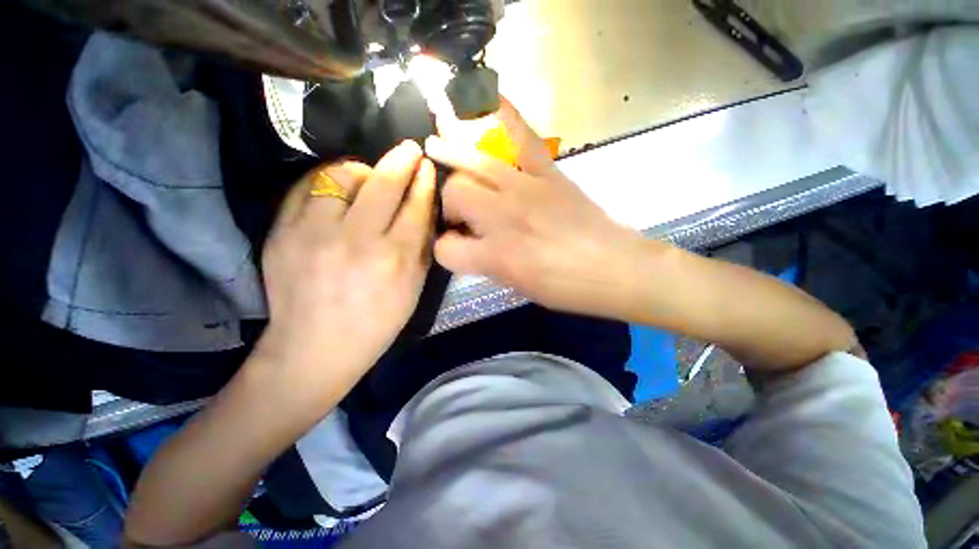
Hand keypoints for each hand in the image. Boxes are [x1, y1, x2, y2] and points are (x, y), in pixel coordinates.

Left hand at [260, 141, 435, 378]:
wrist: (316, 346)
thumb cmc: (378, 321)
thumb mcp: (414, 288)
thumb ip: (423, 244)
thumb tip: (426, 205)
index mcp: (394, 259)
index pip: (415, 205)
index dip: (424, 181)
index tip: (428, 167)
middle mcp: (356, 241)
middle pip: (383, 183)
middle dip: (402, 160)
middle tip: (410, 149)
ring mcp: (313, 233)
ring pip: (342, 175)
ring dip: (364, 169)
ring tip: (370, 176)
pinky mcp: (282, 232)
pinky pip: (307, 185)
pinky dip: (327, 178)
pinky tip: (339, 187)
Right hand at [425, 100, 648, 318]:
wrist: (615, 269)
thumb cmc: (565, 287)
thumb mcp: (518, 285)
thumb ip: (487, 264)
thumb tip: (470, 245)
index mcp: (496, 256)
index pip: (446, 249)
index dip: (445, 250)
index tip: (453, 249)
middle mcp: (503, 218)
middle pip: (454, 194)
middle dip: (448, 206)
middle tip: (461, 214)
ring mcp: (526, 189)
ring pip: (474, 165)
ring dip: (454, 162)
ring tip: (435, 148)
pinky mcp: (550, 174)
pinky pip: (524, 138)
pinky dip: (507, 115)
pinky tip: (488, 96)